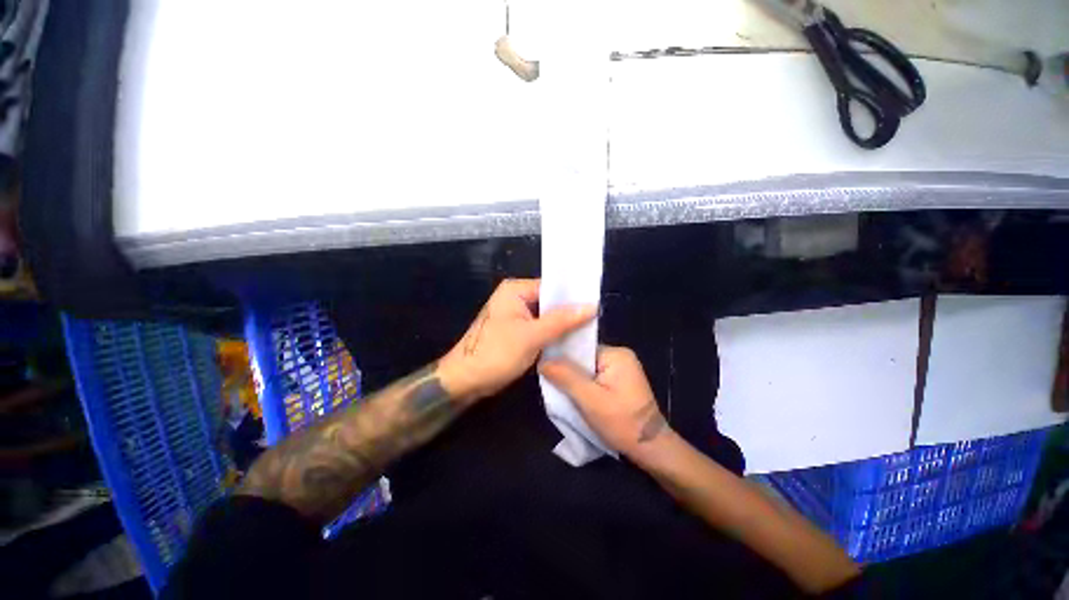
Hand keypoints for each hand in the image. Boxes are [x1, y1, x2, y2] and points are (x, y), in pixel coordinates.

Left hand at [439, 279, 595, 403]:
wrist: (465, 381)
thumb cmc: (495, 354)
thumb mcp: (531, 336)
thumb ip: (562, 320)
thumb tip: (592, 306)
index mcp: (515, 290)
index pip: (551, 287)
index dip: (572, 297)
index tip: (595, 307)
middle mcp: (515, 297)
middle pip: (549, 301)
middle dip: (569, 312)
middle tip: (595, 321)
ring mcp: (515, 314)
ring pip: (546, 316)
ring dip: (562, 324)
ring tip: (587, 330)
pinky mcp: (516, 330)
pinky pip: (540, 327)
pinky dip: (552, 333)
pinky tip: (570, 340)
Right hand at [539, 346, 667, 455]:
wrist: (650, 448)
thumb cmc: (621, 422)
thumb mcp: (590, 400)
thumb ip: (566, 377)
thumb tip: (542, 360)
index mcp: (616, 354)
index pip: (581, 348)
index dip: (562, 357)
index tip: (545, 368)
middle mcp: (619, 356)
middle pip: (583, 357)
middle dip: (568, 371)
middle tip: (551, 383)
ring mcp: (621, 368)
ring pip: (587, 369)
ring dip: (575, 380)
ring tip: (561, 391)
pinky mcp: (620, 381)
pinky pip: (594, 377)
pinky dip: (584, 386)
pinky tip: (576, 396)